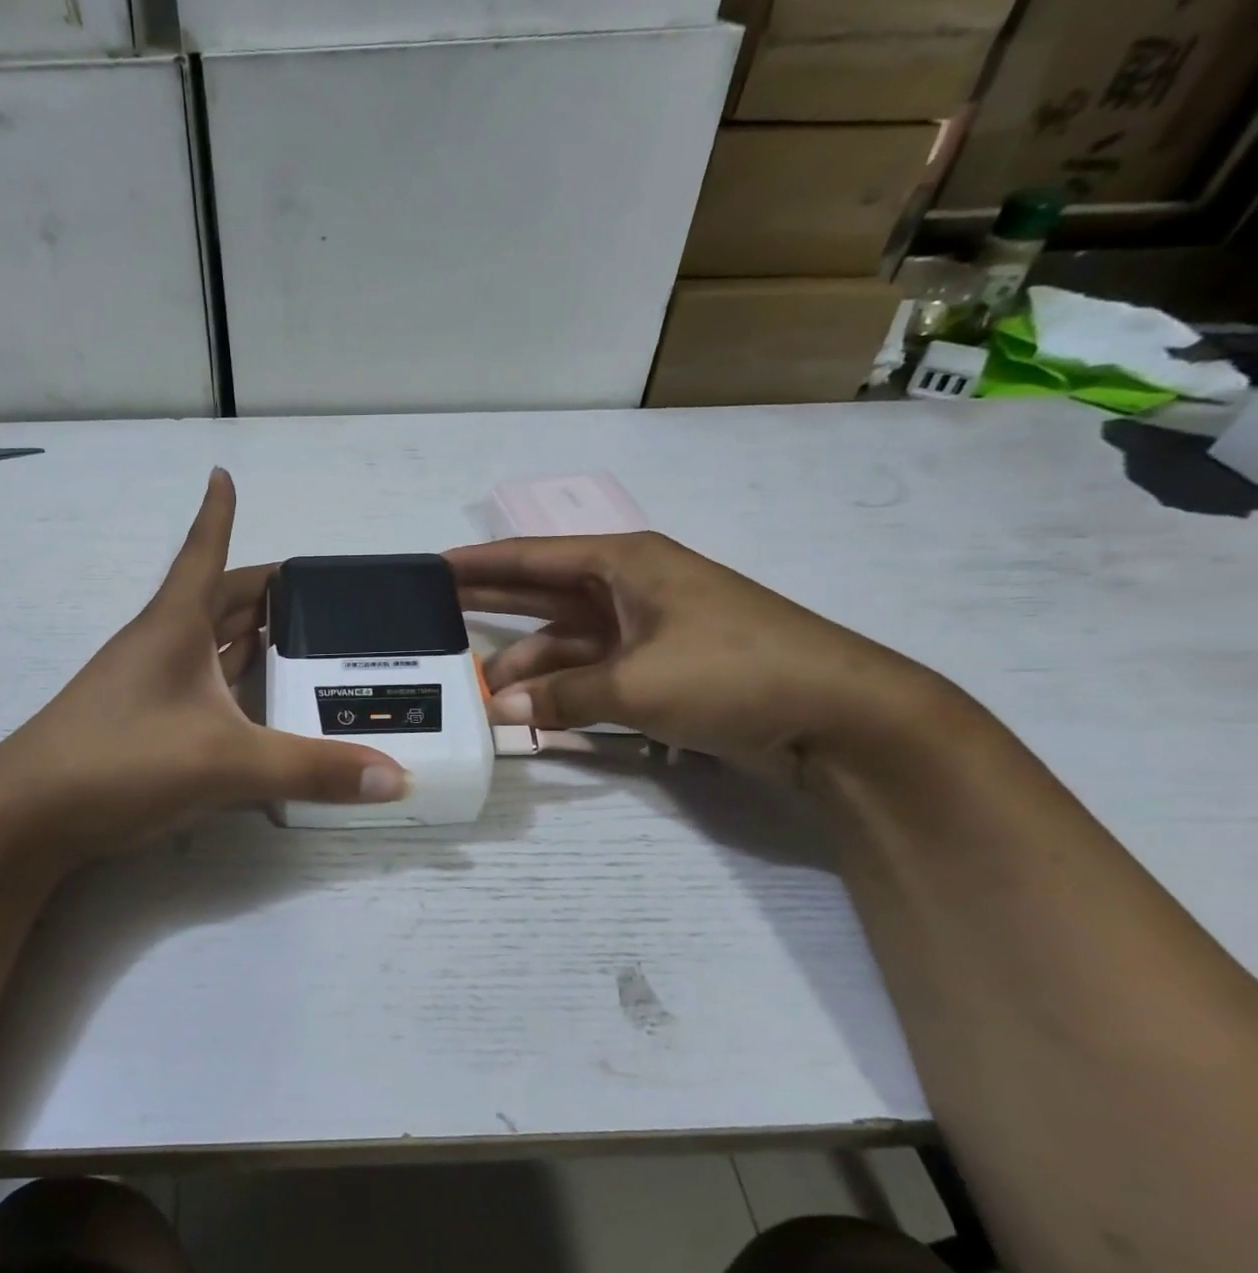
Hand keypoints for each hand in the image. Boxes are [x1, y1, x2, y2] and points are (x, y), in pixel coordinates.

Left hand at [0, 470, 408, 857]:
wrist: (27, 817)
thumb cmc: (121, 760)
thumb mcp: (226, 762)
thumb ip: (311, 770)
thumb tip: (398, 780)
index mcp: (174, 625)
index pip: (204, 552)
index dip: (217, 513)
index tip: (224, 473)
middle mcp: (160, 645)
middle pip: (216, 600)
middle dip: (263, 590)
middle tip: (318, 594)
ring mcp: (146, 686)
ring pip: (208, 645)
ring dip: (248, 636)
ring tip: (302, 639)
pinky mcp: (142, 724)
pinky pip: (201, 688)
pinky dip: (234, 684)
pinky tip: (259, 703)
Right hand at [447, 532, 944, 786]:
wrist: (841, 716)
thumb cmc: (735, 674)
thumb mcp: (637, 684)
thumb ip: (561, 697)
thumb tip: (498, 710)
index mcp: (625, 563)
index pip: (532, 556)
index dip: (479, 563)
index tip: (432, 569)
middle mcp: (629, 588)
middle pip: (542, 591)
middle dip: (489, 602)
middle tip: (433, 612)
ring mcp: (644, 630)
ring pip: (564, 640)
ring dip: (525, 663)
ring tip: (478, 689)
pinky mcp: (658, 668)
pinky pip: (589, 671)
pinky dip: (559, 688)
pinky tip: (527, 708)